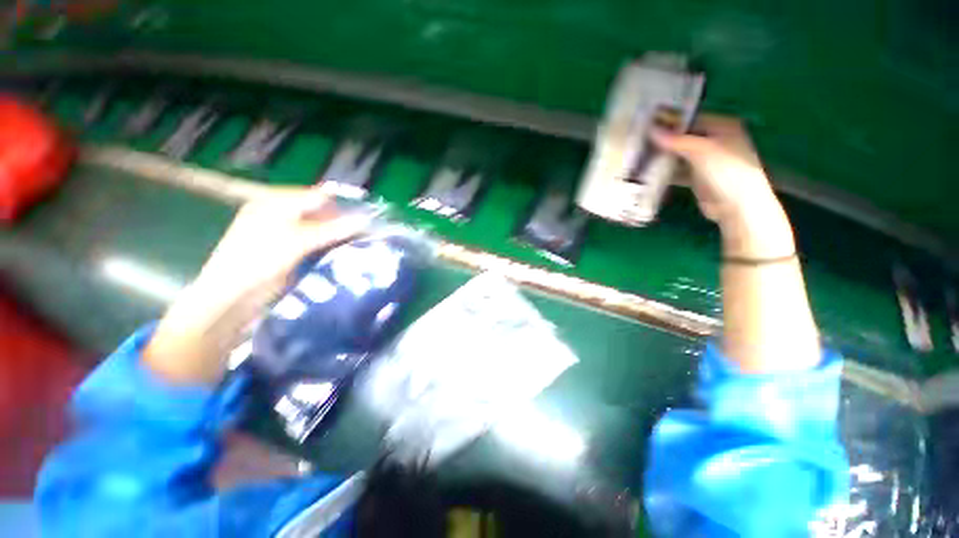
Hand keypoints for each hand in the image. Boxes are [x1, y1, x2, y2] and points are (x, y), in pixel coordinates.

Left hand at [144, 188, 371, 384]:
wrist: (231, 298)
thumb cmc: (259, 260)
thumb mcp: (298, 241)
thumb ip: (333, 228)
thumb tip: (366, 219)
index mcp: (277, 202)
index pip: (318, 197)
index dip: (343, 205)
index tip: (367, 219)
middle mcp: (281, 214)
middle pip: (321, 213)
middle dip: (342, 222)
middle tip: (365, 235)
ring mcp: (285, 234)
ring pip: (321, 230)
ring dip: (339, 236)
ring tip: (359, 245)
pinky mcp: (290, 252)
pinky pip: (317, 244)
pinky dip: (331, 247)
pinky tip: (344, 254)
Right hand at [653, 115, 794, 258]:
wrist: (736, 206)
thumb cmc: (726, 171)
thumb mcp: (702, 151)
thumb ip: (676, 140)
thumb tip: (651, 129)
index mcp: (722, 127)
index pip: (691, 118)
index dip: (671, 120)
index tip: (647, 123)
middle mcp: (714, 140)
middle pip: (684, 136)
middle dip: (663, 139)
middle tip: (639, 139)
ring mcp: (705, 160)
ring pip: (679, 154)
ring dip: (662, 155)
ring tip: (638, 154)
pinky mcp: (696, 177)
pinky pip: (677, 170)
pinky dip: (664, 170)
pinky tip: (647, 170)